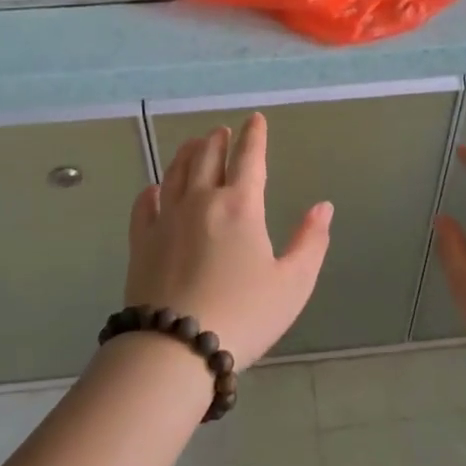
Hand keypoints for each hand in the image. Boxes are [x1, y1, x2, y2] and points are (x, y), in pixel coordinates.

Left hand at [123, 113, 332, 366]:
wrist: (175, 347)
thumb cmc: (244, 315)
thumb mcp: (293, 284)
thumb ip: (311, 242)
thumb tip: (323, 207)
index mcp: (241, 206)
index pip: (250, 158)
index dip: (255, 136)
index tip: (255, 118)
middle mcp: (201, 200)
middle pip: (207, 156)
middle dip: (218, 140)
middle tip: (222, 131)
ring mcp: (167, 218)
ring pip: (175, 172)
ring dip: (187, 153)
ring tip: (193, 144)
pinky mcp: (142, 241)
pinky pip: (145, 204)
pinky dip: (152, 190)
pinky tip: (155, 189)